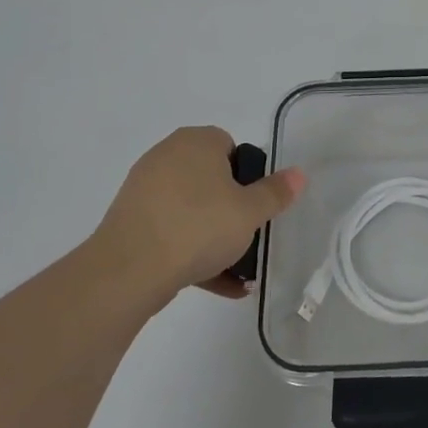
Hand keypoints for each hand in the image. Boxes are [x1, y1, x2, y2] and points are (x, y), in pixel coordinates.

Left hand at [89, 126, 305, 304]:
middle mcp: (167, 157)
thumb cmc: (198, 227)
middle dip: (231, 209)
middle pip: (211, 180)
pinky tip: (218, 284)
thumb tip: (298, 173)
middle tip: (248, 235)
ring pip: (191, 211)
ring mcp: (144, 190)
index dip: (248, 175)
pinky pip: (171, 233)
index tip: (255, 205)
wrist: (129, 270)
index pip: (230, 146)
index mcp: (196, 142)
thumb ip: (275, 192)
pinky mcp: (131, 223)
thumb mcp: (250, 212)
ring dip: (214, 237)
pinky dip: (192, 253)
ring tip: (238, 270)